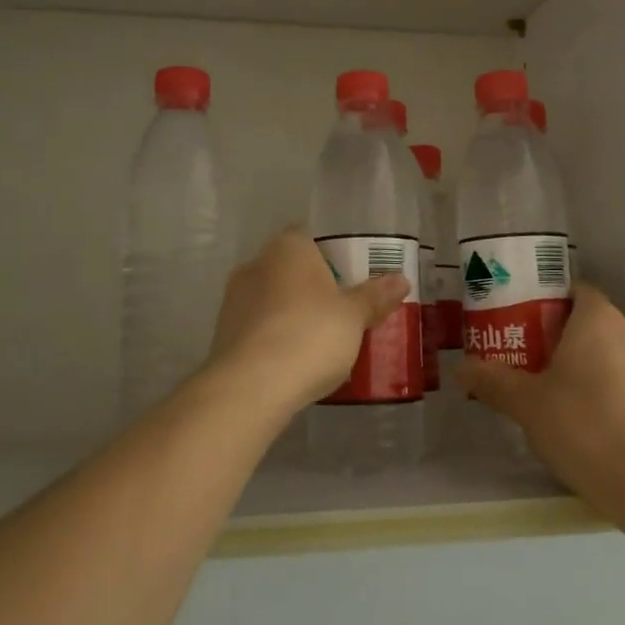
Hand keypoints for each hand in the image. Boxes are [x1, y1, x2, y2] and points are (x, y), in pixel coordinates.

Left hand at [207, 227, 409, 415]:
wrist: (251, 387)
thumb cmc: (310, 335)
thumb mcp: (354, 316)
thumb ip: (375, 296)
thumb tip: (401, 280)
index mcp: (287, 248)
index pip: (310, 237)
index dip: (333, 254)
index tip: (353, 277)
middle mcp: (255, 265)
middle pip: (291, 269)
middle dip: (314, 287)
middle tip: (344, 310)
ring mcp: (234, 301)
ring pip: (274, 299)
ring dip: (294, 314)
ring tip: (324, 341)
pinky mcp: (224, 335)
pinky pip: (260, 328)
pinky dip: (277, 338)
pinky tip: (297, 361)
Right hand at [459, 284, 624, 524]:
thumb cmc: (583, 426)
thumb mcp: (527, 404)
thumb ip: (493, 381)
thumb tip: (461, 368)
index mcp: (599, 319)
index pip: (574, 291)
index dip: (546, 304)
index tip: (521, 325)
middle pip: (591, 324)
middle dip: (560, 339)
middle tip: (528, 363)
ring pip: (611, 355)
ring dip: (585, 368)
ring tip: (552, 397)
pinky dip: (607, 393)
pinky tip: (586, 425)